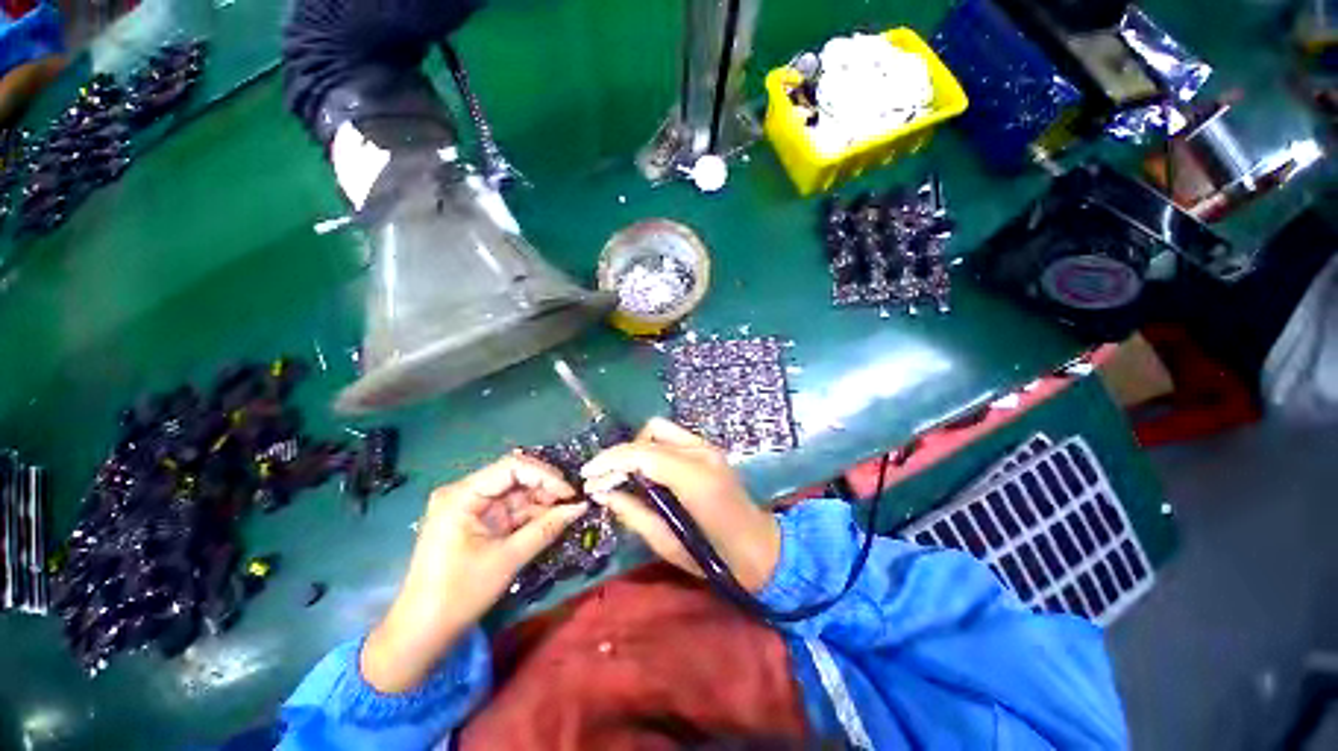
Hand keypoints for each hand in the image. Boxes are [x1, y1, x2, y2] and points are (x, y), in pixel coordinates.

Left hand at [361, 452, 587, 692]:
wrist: (422, 633)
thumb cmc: (459, 594)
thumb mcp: (508, 559)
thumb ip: (546, 528)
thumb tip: (581, 507)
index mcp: (462, 495)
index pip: (512, 467)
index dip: (545, 475)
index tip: (569, 493)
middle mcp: (465, 493)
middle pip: (514, 476)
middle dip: (545, 487)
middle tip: (572, 501)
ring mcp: (469, 506)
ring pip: (515, 492)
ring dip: (541, 501)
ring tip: (567, 512)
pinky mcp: (476, 521)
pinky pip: (509, 508)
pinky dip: (531, 514)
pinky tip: (551, 520)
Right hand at [580, 418, 780, 593]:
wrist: (762, 549)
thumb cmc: (716, 557)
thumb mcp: (667, 543)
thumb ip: (633, 513)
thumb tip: (602, 492)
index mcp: (694, 478)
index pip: (643, 453)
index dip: (610, 461)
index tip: (587, 477)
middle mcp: (702, 453)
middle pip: (650, 433)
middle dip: (621, 454)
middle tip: (604, 481)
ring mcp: (709, 447)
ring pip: (660, 429)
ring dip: (637, 448)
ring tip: (625, 476)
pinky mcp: (710, 449)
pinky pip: (672, 438)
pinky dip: (652, 449)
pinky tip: (647, 472)